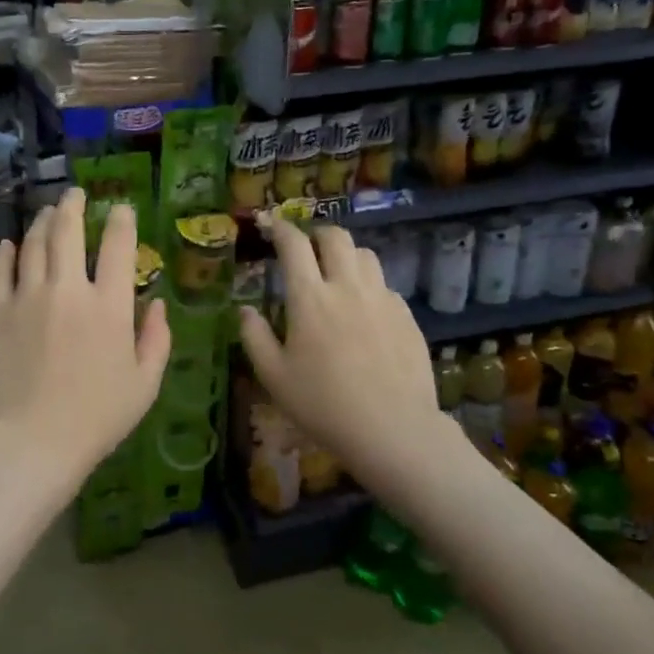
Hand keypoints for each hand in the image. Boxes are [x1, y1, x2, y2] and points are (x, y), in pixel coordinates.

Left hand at [0, 189, 170, 495]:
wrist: (33, 441)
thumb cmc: (98, 418)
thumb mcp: (145, 384)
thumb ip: (157, 339)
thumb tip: (159, 303)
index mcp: (109, 306)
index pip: (119, 247)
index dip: (122, 221)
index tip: (122, 209)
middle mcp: (68, 290)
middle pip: (68, 231)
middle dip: (73, 205)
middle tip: (75, 194)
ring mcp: (27, 297)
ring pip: (34, 243)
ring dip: (42, 222)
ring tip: (48, 212)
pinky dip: (5, 253)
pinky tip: (9, 245)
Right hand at [238, 217, 453, 486]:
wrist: (392, 429)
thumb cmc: (322, 404)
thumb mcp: (274, 376)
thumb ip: (254, 336)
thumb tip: (246, 310)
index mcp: (310, 298)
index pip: (293, 245)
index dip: (279, 228)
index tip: (270, 224)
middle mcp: (347, 287)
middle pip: (336, 237)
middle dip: (317, 235)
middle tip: (306, 249)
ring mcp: (382, 299)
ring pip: (366, 255)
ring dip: (346, 255)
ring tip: (337, 275)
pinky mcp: (406, 316)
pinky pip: (385, 285)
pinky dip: (369, 286)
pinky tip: (364, 311)